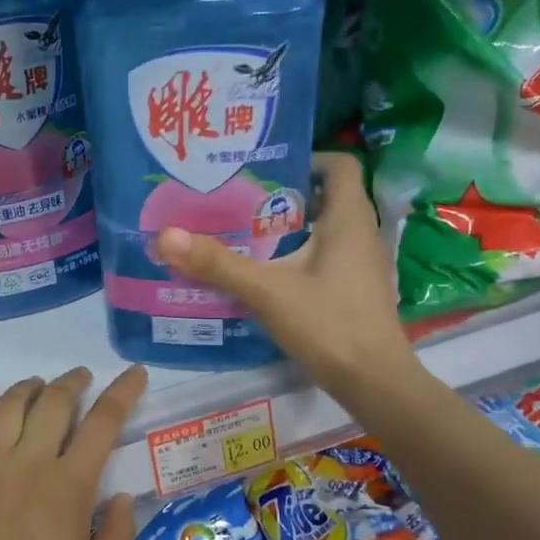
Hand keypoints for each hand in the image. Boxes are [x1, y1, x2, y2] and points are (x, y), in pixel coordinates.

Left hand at [0, 365, 148, 539]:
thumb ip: (118, 531)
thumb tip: (122, 495)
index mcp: (68, 487)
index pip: (103, 422)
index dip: (123, 392)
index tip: (134, 374)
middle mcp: (26, 465)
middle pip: (53, 403)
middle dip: (73, 382)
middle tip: (82, 379)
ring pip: (7, 407)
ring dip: (28, 389)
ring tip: (38, 388)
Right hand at [153, 152, 414, 401]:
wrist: (374, 382)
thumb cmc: (328, 325)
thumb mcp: (267, 291)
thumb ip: (218, 264)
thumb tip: (165, 236)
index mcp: (349, 219)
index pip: (340, 165)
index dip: (308, 158)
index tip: (266, 169)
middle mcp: (361, 234)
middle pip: (326, 197)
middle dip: (284, 195)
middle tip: (240, 200)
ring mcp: (362, 266)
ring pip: (324, 231)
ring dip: (289, 229)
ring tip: (244, 234)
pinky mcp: (356, 291)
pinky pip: (325, 258)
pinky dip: (297, 257)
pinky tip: (265, 275)